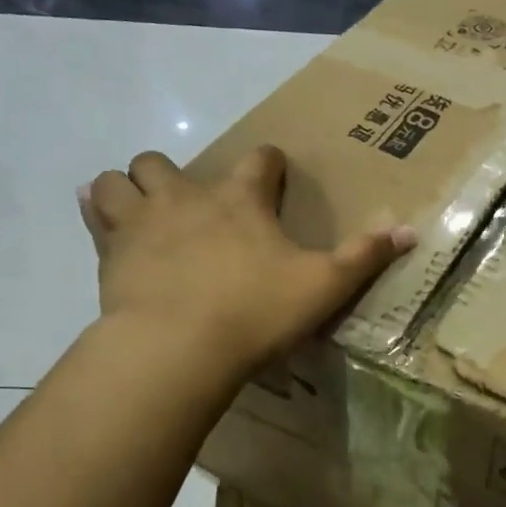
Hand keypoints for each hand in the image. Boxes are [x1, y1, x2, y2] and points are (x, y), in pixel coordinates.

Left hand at [79, 146, 415, 373]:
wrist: (178, 346)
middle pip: (167, 161)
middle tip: (192, 207)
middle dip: (177, 175)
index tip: (273, 177)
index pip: (259, 160)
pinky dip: (99, 212)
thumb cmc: (256, 311)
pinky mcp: (110, 250)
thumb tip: (411, 231)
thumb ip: (365, 257)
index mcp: (241, 199)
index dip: (269, 165)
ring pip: (120, 179)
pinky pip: (94, 212)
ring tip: (143, 212)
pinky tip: (107, 226)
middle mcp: (187, 197)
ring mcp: (143, 221)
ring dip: (129, 187)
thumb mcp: (324, 286)